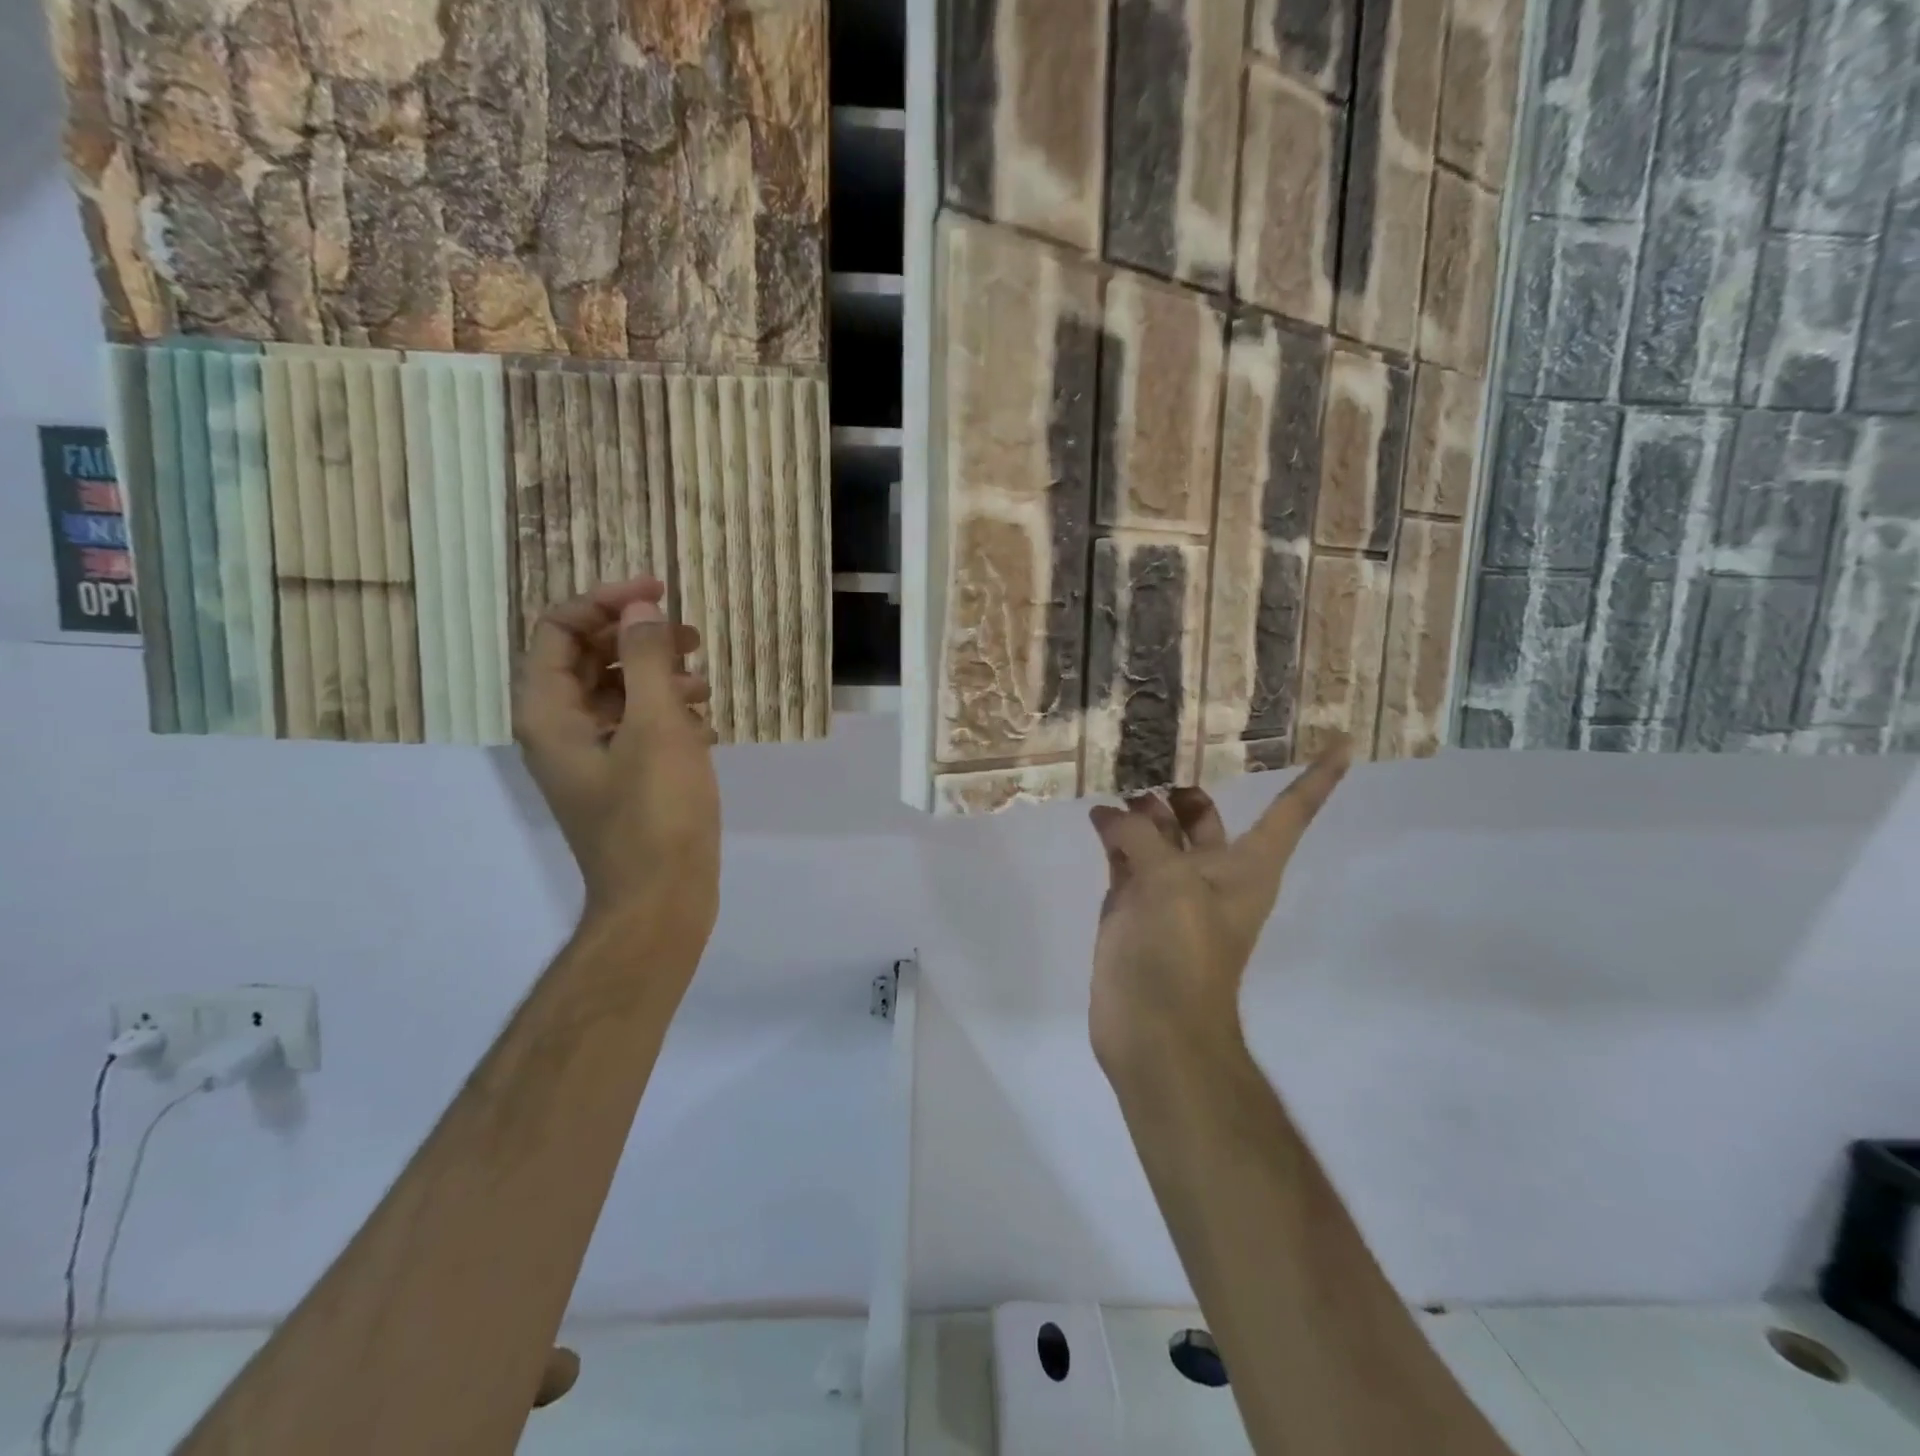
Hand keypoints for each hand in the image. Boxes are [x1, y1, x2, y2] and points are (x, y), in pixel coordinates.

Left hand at [513, 577, 720, 936]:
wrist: (660, 898)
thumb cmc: (656, 811)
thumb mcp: (655, 725)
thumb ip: (645, 659)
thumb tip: (638, 610)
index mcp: (550, 713)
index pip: (559, 629)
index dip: (606, 602)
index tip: (660, 594)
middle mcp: (559, 731)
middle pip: (587, 659)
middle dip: (638, 640)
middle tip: (693, 637)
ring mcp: (590, 759)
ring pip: (617, 694)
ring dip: (659, 677)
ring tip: (706, 686)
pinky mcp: (620, 780)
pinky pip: (636, 728)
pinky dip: (667, 715)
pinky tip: (706, 727)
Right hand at [1086, 744, 1349, 1075]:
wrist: (1155, 1029)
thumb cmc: (1181, 954)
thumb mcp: (1168, 884)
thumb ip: (1141, 838)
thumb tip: (1111, 814)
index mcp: (1247, 867)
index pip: (1290, 811)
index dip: (1317, 778)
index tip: (1343, 743)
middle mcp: (1212, 872)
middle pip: (1204, 817)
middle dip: (1184, 789)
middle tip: (1148, 751)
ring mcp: (1169, 889)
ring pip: (1159, 834)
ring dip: (1141, 808)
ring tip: (1113, 773)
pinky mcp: (1134, 906)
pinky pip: (1126, 857)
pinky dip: (1114, 836)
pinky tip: (1096, 814)